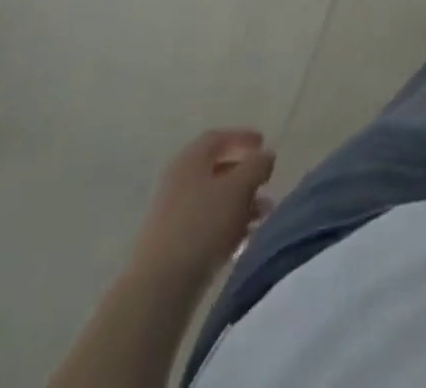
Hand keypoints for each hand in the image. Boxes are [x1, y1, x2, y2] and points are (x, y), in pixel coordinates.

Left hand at [130, 129, 275, 282]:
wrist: (159, 288)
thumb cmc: (202, 225)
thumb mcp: (239, 188)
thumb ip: (257, 166)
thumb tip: (266, 155)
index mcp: (190, 160)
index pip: (218, 138)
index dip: (242, 138)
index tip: (264, 144)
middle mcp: (178, 182)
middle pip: (217, 170)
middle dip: (246, 177)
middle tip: (267, 185)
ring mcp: (172, 215)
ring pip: (214, 200)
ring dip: (241, 204)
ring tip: (263, 217)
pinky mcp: (173, 245)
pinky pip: (206, 225)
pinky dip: (227, 226)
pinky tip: (244, 240)